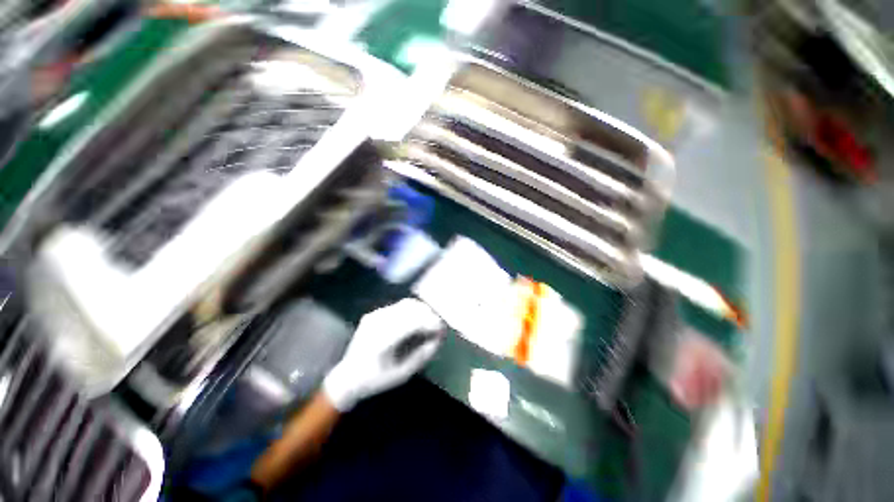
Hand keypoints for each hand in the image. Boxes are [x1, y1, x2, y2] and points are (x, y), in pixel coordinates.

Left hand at [323, 299, 444, 410]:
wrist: (347, 377)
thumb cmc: (376, 380)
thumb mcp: (402, 373)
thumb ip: (423, 355)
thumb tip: (439, 338)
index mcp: (383, 339)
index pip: (413, 321)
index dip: (431, 322)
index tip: (442, 329)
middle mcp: (378, 322)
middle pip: (411, 308)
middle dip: (429, 314)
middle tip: (438, 326)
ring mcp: (375, 315)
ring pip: (405, 304)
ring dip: (421, 310)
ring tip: (429, 322)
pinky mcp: (374, 313)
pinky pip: (398, 306)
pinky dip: (411, 310)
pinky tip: (416, 320)